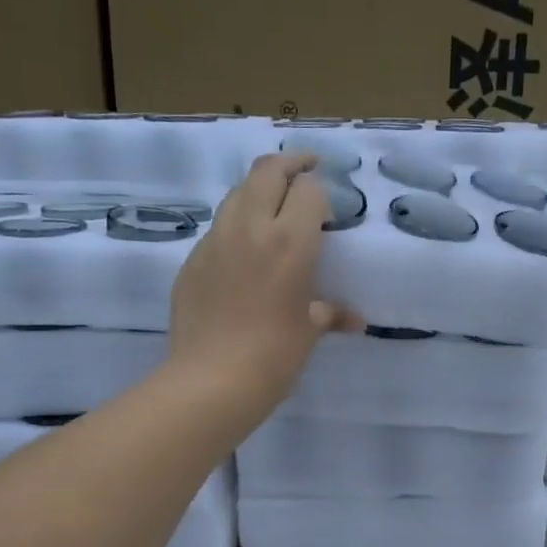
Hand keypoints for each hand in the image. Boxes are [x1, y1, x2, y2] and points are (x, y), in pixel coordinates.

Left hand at [167, 152, 361, 427]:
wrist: (211, 381)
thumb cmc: (274, 356)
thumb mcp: (309, 332)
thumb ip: (330, 313)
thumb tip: (354, 320)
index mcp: (290, 241)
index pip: (308, 189)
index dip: (319, 191)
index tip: (327, 206)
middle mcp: (251, 228)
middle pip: (267, 171)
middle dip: (289, 165)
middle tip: (304, 170)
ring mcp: (216, 241)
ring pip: (237, 193)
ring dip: (258, 190)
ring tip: (272, 206)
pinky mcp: (192, 260)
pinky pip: (218, 229)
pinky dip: (235, 226)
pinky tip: (243, 253)